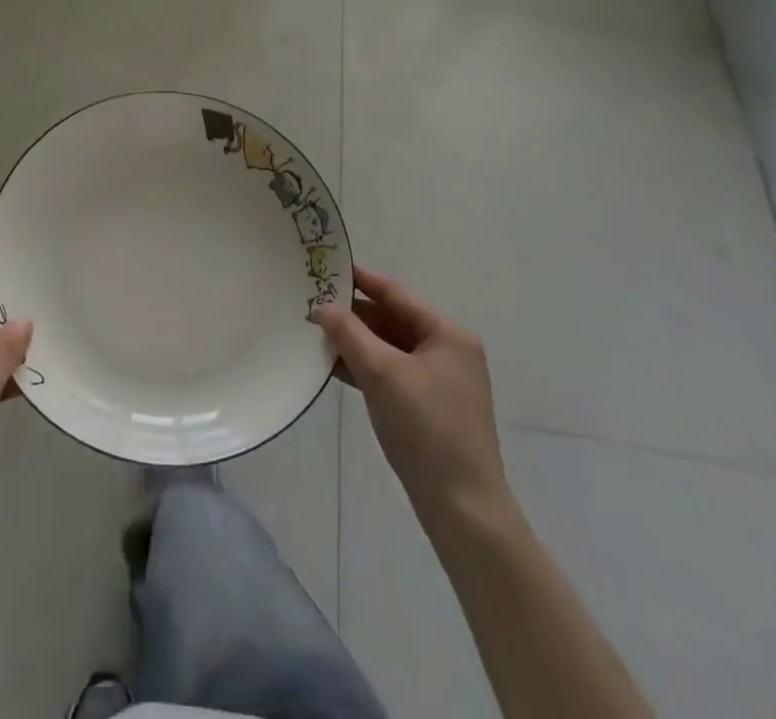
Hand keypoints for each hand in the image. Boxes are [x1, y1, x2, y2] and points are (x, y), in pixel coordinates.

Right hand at [313, 266, 514, 533]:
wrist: (462, 507)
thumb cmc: (426, 428)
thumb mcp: (382, 373)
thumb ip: (349, 334)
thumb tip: (322, 306)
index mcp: (447, 333)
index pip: (396, 294)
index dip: (361, 280)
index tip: (327, 268)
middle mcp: (447, 350)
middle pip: (392, 320)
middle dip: (354, 316)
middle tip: (313, 306)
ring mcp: (440, 381)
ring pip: (389, 348)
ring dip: (356, 343)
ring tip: (316, 335)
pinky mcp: (429, 407)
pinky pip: (392, 373)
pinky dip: (366, 367)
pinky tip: (334, 367)